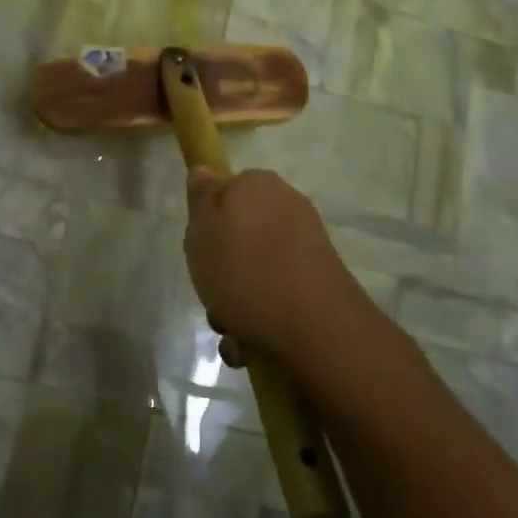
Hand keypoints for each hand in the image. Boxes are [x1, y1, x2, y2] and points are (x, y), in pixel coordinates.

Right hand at [183, 168, 373, 367]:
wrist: (316, 327)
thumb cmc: (245, 272)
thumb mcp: (202, 231)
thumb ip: (200, 198)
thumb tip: (205, 171)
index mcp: (257, 185)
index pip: (222, 192)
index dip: (205, 223)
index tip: (198, 251)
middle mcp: (286, 206)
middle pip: (237, 236)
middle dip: (220, 272)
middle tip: (211, 297)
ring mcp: (306, 244)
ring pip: (254, 271)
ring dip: (236, 303)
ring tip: (232, 333)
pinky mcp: (319, 280)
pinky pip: (277, 294)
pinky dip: (260, 318)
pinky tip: (251, 346)